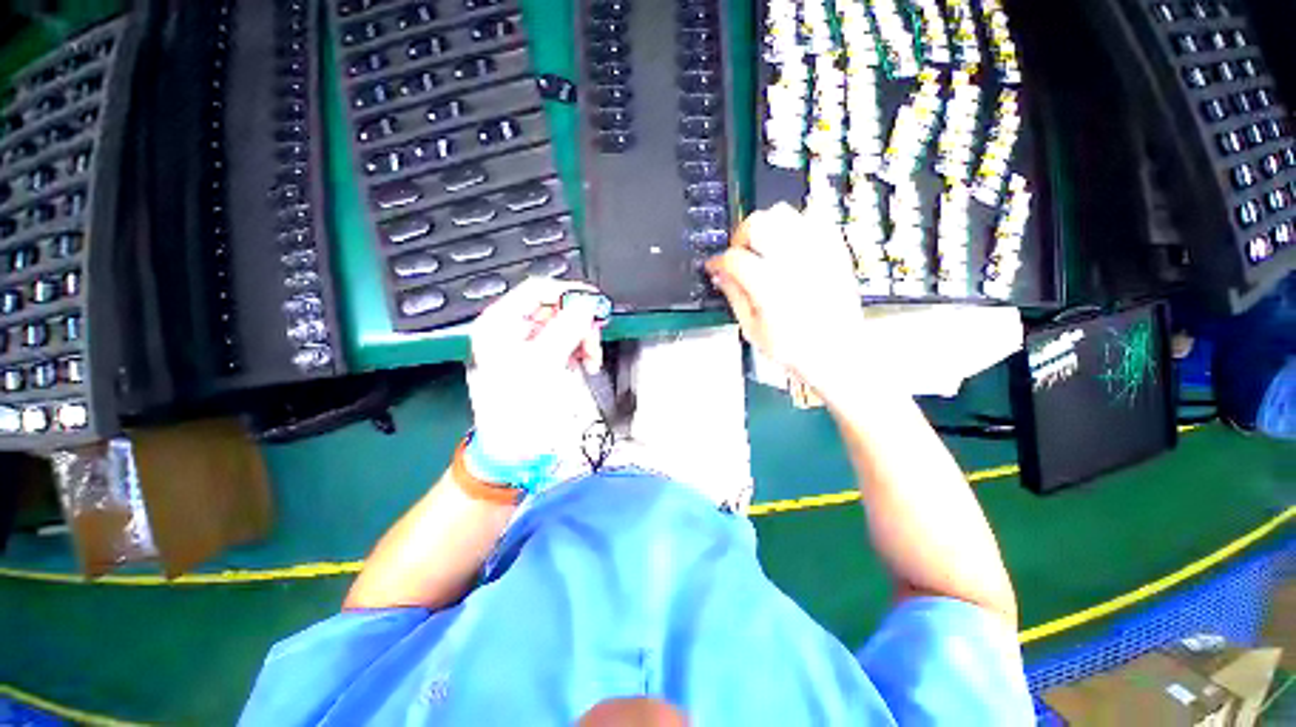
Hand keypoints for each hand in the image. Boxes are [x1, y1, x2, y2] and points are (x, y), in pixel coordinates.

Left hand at [465, 278, 604, 488]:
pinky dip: (581, 350)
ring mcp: (530, 345)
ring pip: (566, 326)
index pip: (537, 290)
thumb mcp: (543, 365)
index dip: (568, 293)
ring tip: (591, 359)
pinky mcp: (544, 359)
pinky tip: (586, 364)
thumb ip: (565, 330)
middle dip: (580, 323)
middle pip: (555, 308)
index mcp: (501, 324)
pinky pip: (568, 343)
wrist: (515, 448)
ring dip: (584, 339)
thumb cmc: (518, 409)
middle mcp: (513, 330)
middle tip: (593, 341)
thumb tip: (587, 305)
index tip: (595, 303)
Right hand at [706, 203, 869, 402]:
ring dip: (767, 227)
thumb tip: (719, 274)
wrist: (837, 355)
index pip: (734, 258)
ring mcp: (817, 254)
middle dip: (741, 237)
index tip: (714, 267)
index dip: (718, 261)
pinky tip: (790, 247)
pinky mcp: (834, 251)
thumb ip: (734, 297)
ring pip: (784, 213)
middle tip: (740, 255)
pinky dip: (795, 226)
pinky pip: (813, 219)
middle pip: (758, 224)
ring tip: (764, 249)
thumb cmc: (792, 349)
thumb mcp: (752, 330)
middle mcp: (794, 264)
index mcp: (770, 288)